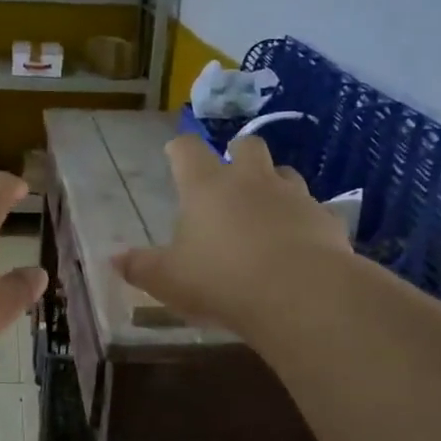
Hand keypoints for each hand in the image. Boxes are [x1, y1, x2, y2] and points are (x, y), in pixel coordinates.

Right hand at [114, 134, 352, 332]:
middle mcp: (251, 181)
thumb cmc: (221, 280)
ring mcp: (293, 196)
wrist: (300, 294)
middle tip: (230, 174)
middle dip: (238, 153)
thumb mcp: (169, 280)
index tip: (174, 153)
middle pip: (248, 145)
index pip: (188, 150)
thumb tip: (114, 258)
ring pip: (285, 174)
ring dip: (274, 184)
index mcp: (207, 187)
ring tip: (266, 209)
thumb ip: (140, 267)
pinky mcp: (327, 220)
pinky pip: (315, 211)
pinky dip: (305, 221)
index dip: (180, 148)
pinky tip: (301, 243)